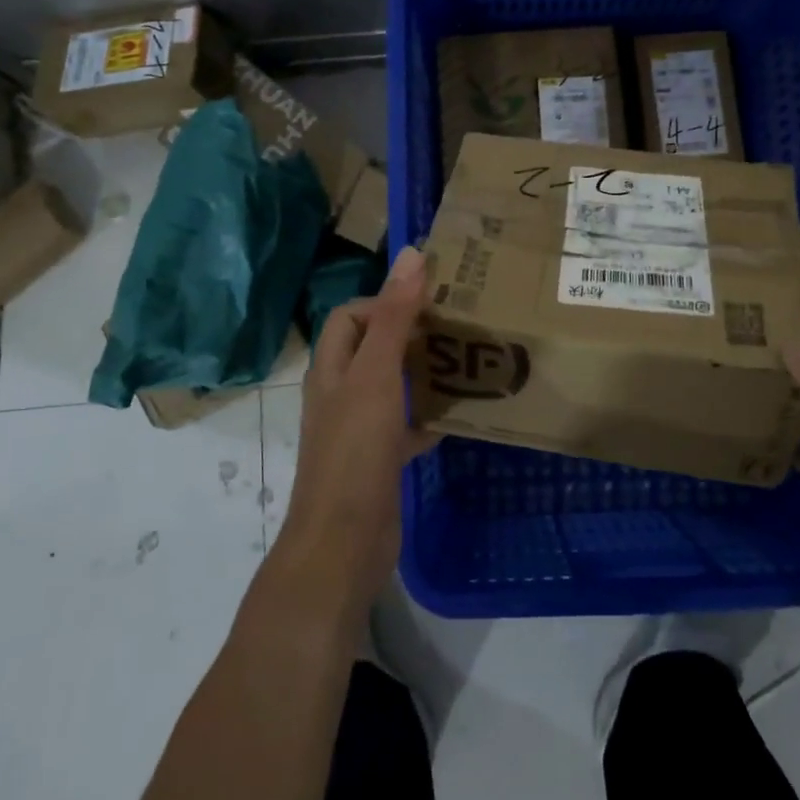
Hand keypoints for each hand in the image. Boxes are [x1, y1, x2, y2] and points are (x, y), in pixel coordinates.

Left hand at [276, 246, 436, 612]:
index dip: (384, 302)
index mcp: (332, 370)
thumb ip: (393, 317)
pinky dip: (429, 416)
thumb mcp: (376, 377)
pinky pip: (407, 425)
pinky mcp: (380, 461)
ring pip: (392, 386)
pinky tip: (461, 415)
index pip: (350, 316)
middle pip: (373, 348)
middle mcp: (341, 394)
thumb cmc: (355, 451)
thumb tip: (412, 255)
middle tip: (457, 325)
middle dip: (410, 334)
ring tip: (467, 361)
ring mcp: (359, 430)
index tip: (429, 303)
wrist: (344, 544)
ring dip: (423, 372)